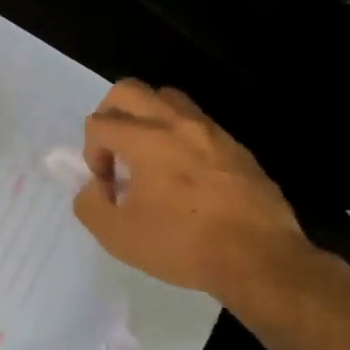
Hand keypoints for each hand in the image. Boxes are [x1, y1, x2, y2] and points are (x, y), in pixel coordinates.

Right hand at [73, 80, 309, 303]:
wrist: (259, 259)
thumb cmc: (182, 245)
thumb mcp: (116, 235)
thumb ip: (90, 204)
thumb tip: (95, 188)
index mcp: (146, 140)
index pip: (99, 123)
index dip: (91, 153)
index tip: (105, 186)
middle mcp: (178, 124)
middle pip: (129, 91)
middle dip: (109, 116)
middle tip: (114, 152)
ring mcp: (212, 132)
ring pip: (167, 99)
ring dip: (146, 120)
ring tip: (148, 159)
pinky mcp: (236, 148)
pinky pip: (197, 125)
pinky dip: (178, 138)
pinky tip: (183, 177)